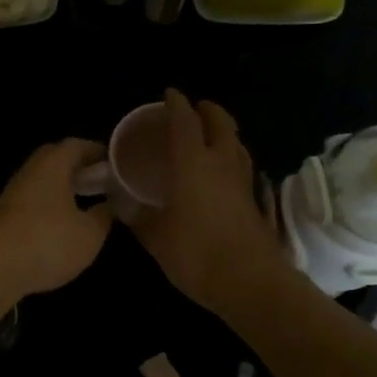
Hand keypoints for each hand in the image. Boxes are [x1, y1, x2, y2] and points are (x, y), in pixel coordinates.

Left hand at [0, 138, 114, 296]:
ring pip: (41, 181)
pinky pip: (32, 201)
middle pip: (54, 160)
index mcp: (52, 165)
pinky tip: (60, 224)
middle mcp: (29, 172)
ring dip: (61, 188)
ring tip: (84, 203)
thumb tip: (109, 204)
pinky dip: (48, 206)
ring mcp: (13, 194)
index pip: (75, 145)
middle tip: (99, 180)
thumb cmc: (49, 241)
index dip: (95, 151)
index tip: (113, 162)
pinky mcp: (3, 217)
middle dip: (77, 167)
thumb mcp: (89, 233)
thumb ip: (103, 216)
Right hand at [131, 89, 285, 312]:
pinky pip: (242, 165)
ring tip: (209, 134)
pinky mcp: (254, 201)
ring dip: (224, 131)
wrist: (251, 283)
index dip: (176, 104)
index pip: (185, 122)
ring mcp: (243, 182)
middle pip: (221, 123)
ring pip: (236, 143)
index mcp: (192, 164)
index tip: (170, 93)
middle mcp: (221, 164)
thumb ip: (138, 217)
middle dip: (208, 110)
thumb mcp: (156, 237)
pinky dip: (231, 156)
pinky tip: (222, 171)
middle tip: (195, 108)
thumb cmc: (197, 254)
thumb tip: (122, 203)